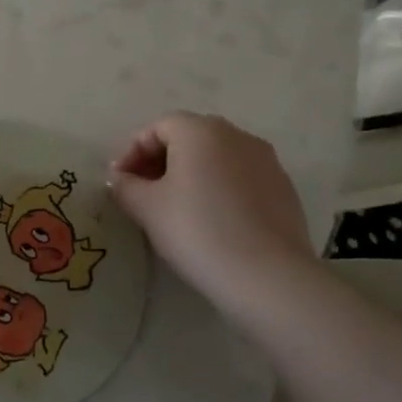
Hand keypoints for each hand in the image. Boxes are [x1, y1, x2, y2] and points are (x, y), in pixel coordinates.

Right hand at [109, 112, 316, 316]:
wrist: (267, 275)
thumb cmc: (197, 230)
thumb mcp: (147, 208)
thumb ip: (126, 186)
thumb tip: (121, 178)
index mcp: (201, 131)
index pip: (157, 127)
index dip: (131, 150)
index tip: (118, 181)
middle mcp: (236, 135)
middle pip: (189, 137)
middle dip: (160, 160)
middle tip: (141, 192)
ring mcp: (266, 161)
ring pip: (216, 158)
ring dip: (190, 174)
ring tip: (174, 208)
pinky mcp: (283, 189)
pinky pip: (239, 178)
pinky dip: (218, 189)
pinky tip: (210, 221)